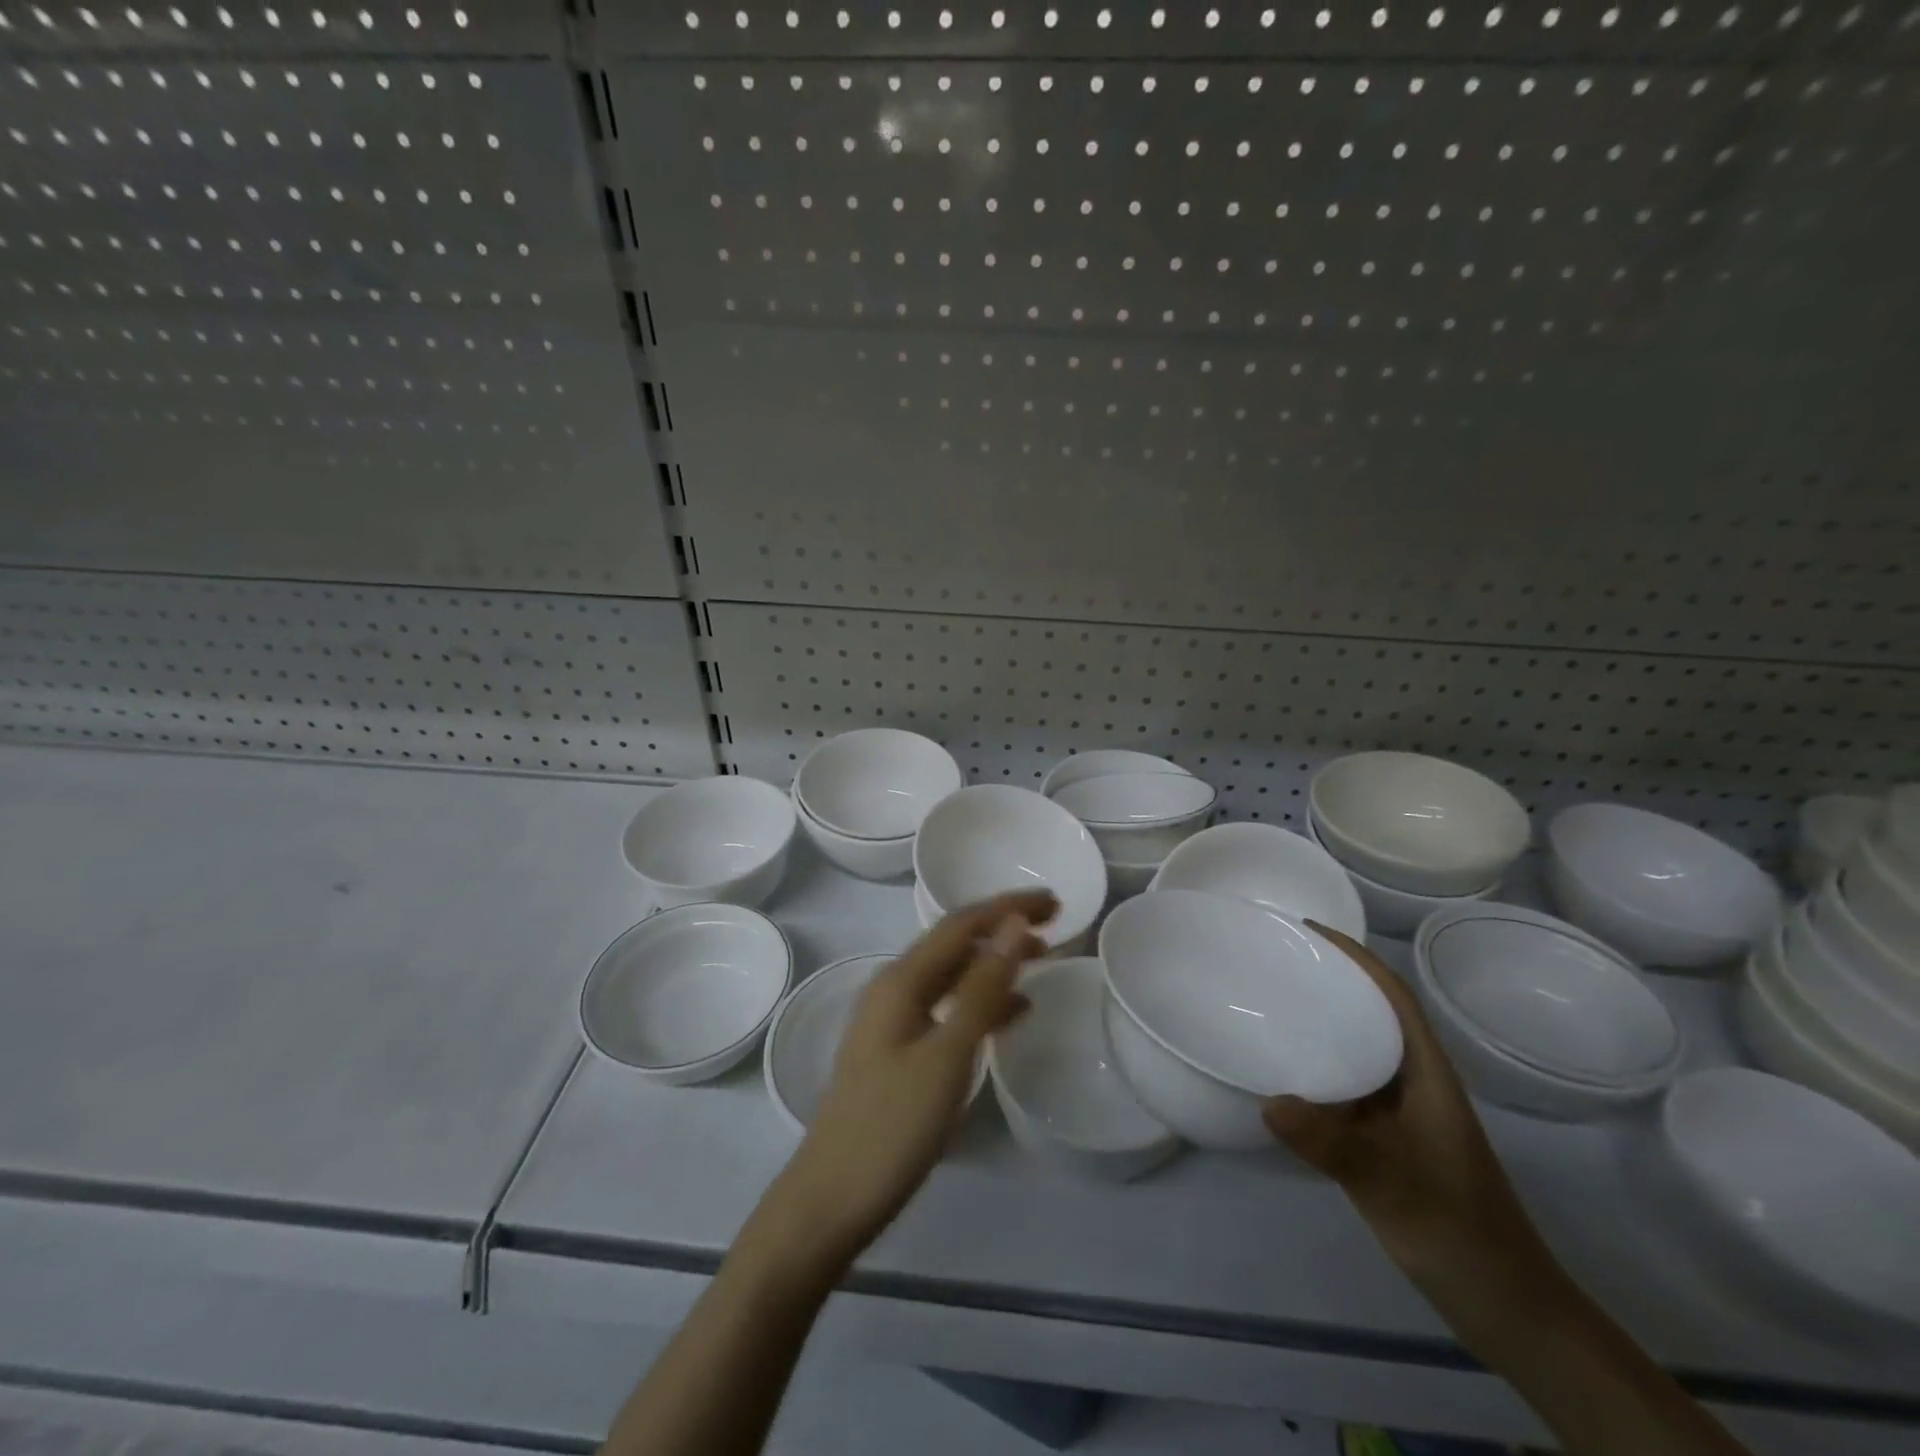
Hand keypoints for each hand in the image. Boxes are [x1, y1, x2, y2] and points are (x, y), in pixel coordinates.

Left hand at [769, 891, 1057, 1266]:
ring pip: (953, 974)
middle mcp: (894, 988)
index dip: (1008, 907)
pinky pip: (948, 1008)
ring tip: (1043, 959)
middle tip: (1055, 924)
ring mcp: (894, 1020)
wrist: (832, 1199)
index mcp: (901, 980)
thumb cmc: (892, 1126)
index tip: (1055, 901)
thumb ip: (983, 989)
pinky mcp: (899, 1051)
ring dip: (996, 962)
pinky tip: (1013, 1012)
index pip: (962, 924)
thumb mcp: (947, 1055)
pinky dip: (983, 1001)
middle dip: (1003, 927)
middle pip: (956, 942)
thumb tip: (1014, 927)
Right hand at [1263, 922, 1548, 1279]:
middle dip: (1331, 981)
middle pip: (1373, 1014)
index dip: (1356, 957)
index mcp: (1428, 1073)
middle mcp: (1416, 1081)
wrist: (1508, 1306)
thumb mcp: (1392, 1185)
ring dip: (1323, 1023)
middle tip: (1275, 962)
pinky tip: (1284, 1076)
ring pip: (1360, 1050)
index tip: (1308, 931)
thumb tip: (1268, 1100)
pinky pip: (1348, 1086)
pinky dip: (1318, 1069)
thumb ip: (1332, 1145)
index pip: (1393, 996)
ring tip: (1271, 1005)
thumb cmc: (1458, 1230)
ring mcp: (1404, 1112)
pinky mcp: (1390, 1139)